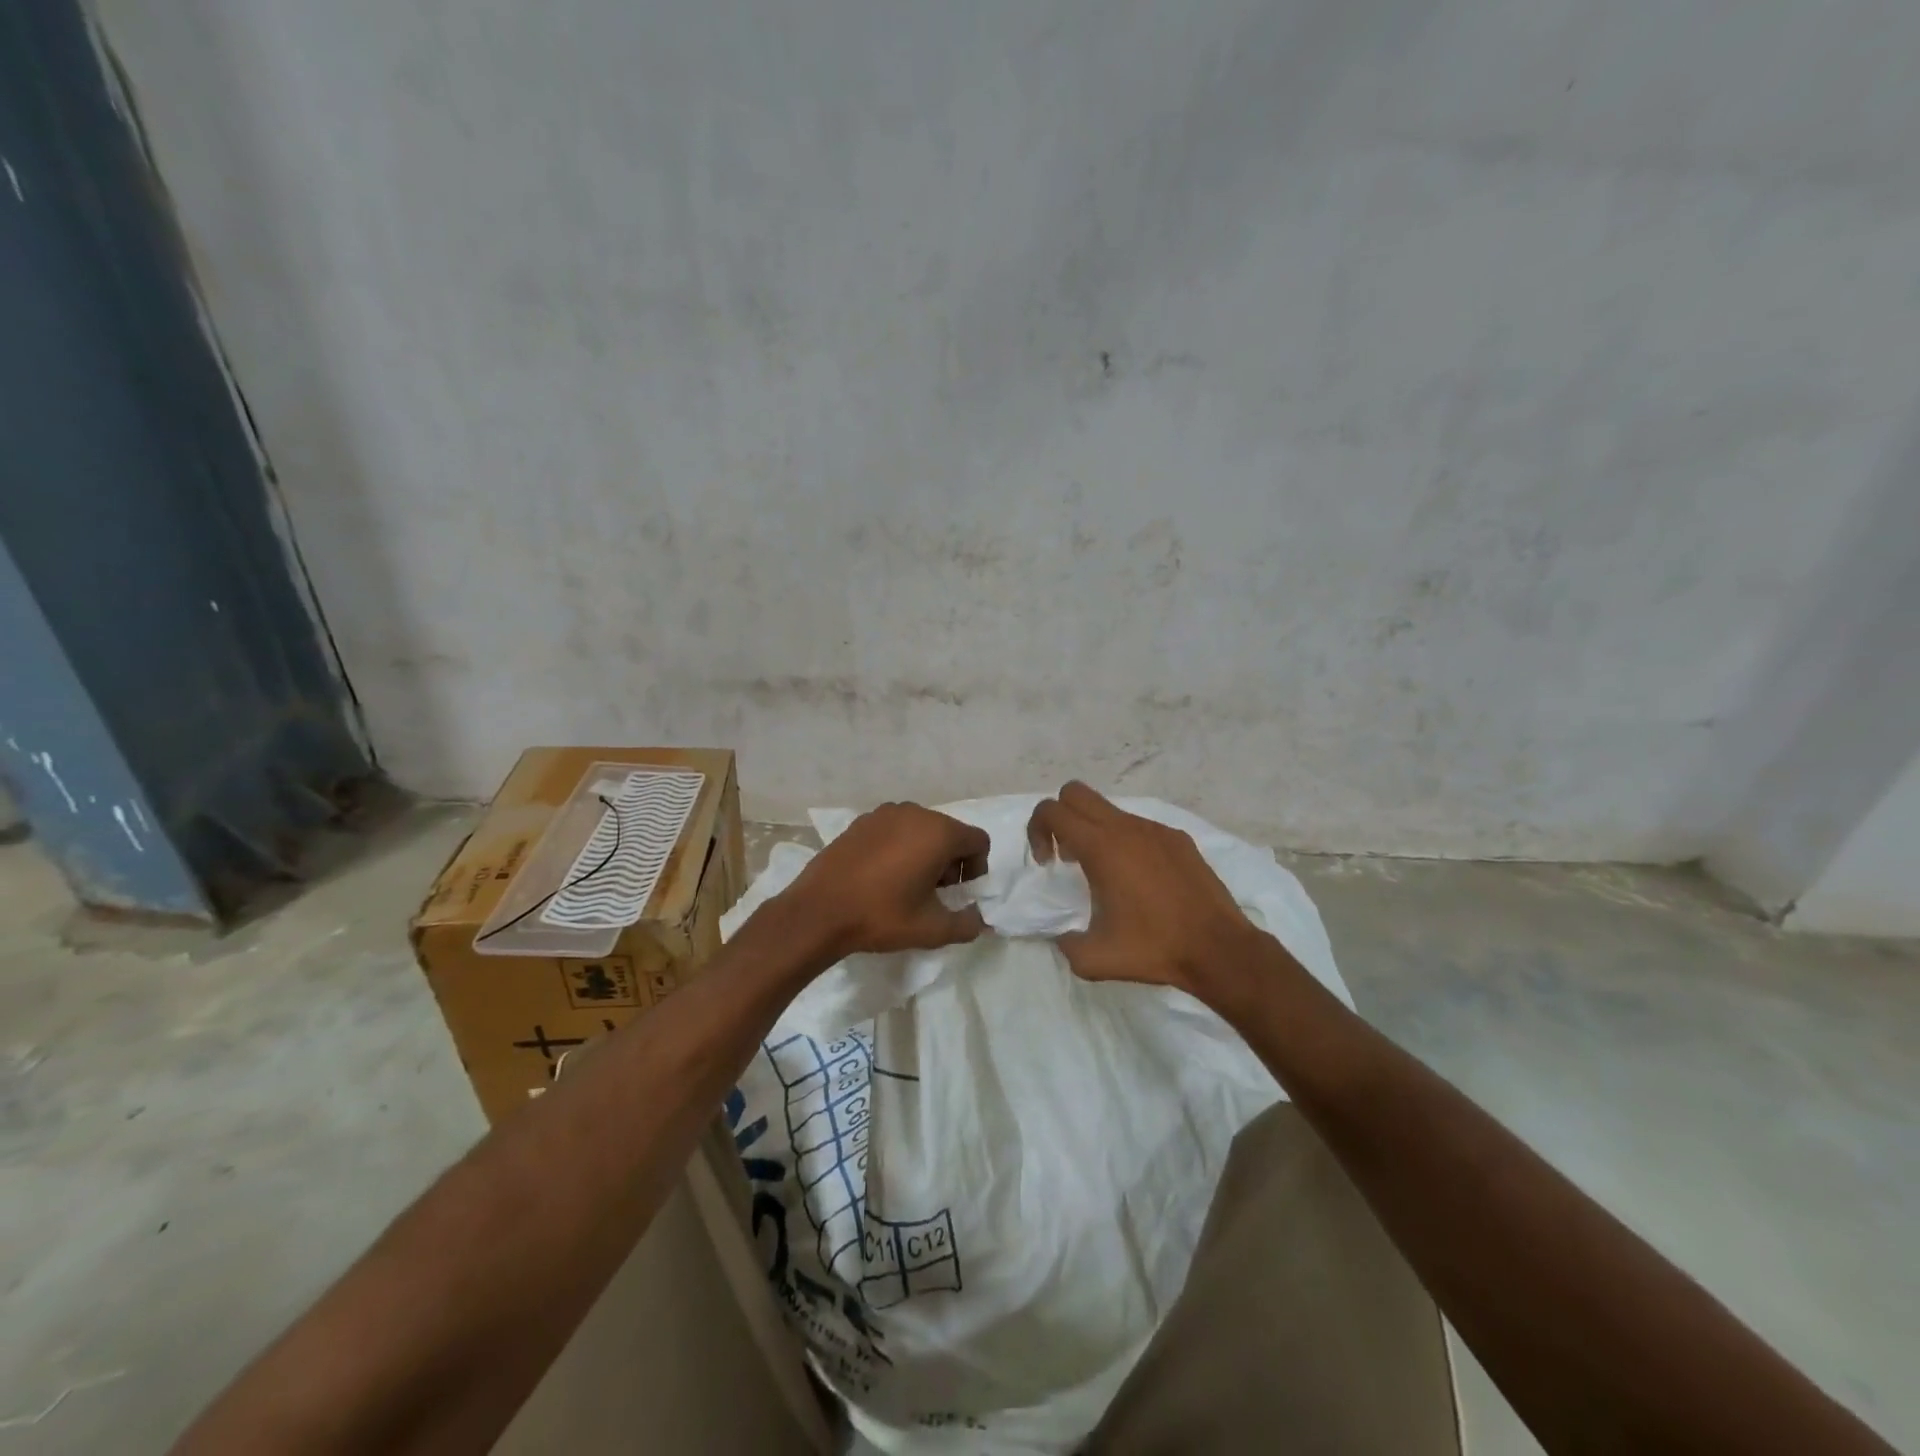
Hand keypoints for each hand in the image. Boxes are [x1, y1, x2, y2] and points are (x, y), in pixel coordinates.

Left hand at [775, 802, 990, 959]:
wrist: (818, 911)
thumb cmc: (881, 916)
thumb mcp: (932, 930)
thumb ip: (967, 924)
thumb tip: (978, 919)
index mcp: (939, 832)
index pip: (978, 841)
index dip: (977, 869)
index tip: (957, 894)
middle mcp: (915, 813)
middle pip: (950, 833)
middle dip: (950, 862)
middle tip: (932, 894)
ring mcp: (885, 813)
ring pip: (921, 829)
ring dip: (925, 853)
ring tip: (905, 885)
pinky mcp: (861, 821)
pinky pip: (895, 829)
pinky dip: (899, 847)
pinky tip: (880, 876)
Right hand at [1026, 782, 1273, 1003]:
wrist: (1218, 949)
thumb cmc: (1154, 949)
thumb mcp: (1094, 959)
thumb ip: (1065, 943)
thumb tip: (1062, 937)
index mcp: (1100, 847)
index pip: (1051, 810)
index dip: (1036, 831)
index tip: (1048, 863)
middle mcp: (1126, 828)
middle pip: (1075, 793)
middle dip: (1061, 818)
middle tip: (1067, 857)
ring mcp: (1155, 829)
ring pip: (1109, 810)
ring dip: (1094, 832)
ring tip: (1105, 876)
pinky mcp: (1178, 839)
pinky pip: (1139, 828)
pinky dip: (1126, 844)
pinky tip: (1141, 882)